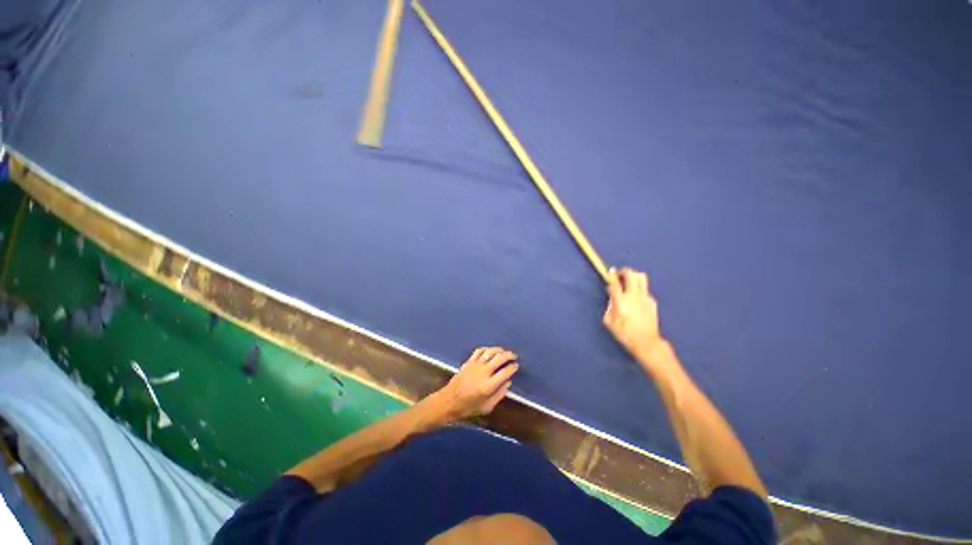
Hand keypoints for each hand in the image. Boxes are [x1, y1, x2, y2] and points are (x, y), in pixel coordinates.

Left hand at [436, 347, 518, 419]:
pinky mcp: (469, 362)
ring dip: (499, 350)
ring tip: (504, 352)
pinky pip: (479, 351)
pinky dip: (487, 349)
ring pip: (490, 352)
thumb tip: (508, 382)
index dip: (513, 367)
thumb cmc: (469, 407)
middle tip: (514, 356)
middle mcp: (484, 372)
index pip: (505, 372)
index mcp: (489, 385)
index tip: (516, 366)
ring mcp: (475, 365)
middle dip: (509, 355)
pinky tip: (490, 351)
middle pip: (499, 358)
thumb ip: (499, 395)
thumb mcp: (487, 407)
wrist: (449, 401)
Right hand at [604, 267, 670, 368]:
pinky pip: (645, 290)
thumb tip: (612, 299)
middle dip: (623, 271)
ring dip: (633, 275)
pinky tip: (636, 298)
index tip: (609, 273)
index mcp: (621, 301)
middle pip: (631, 274)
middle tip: (618, 273)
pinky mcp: (652, 301)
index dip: (610, 276)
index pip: (614, 283)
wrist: (646, 342)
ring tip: (628, 280)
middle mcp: (633, 295)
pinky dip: (639, 290)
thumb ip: (609, 307)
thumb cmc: (624, 333)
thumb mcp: (609, 322)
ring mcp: (645, 297)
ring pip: (641, 278)